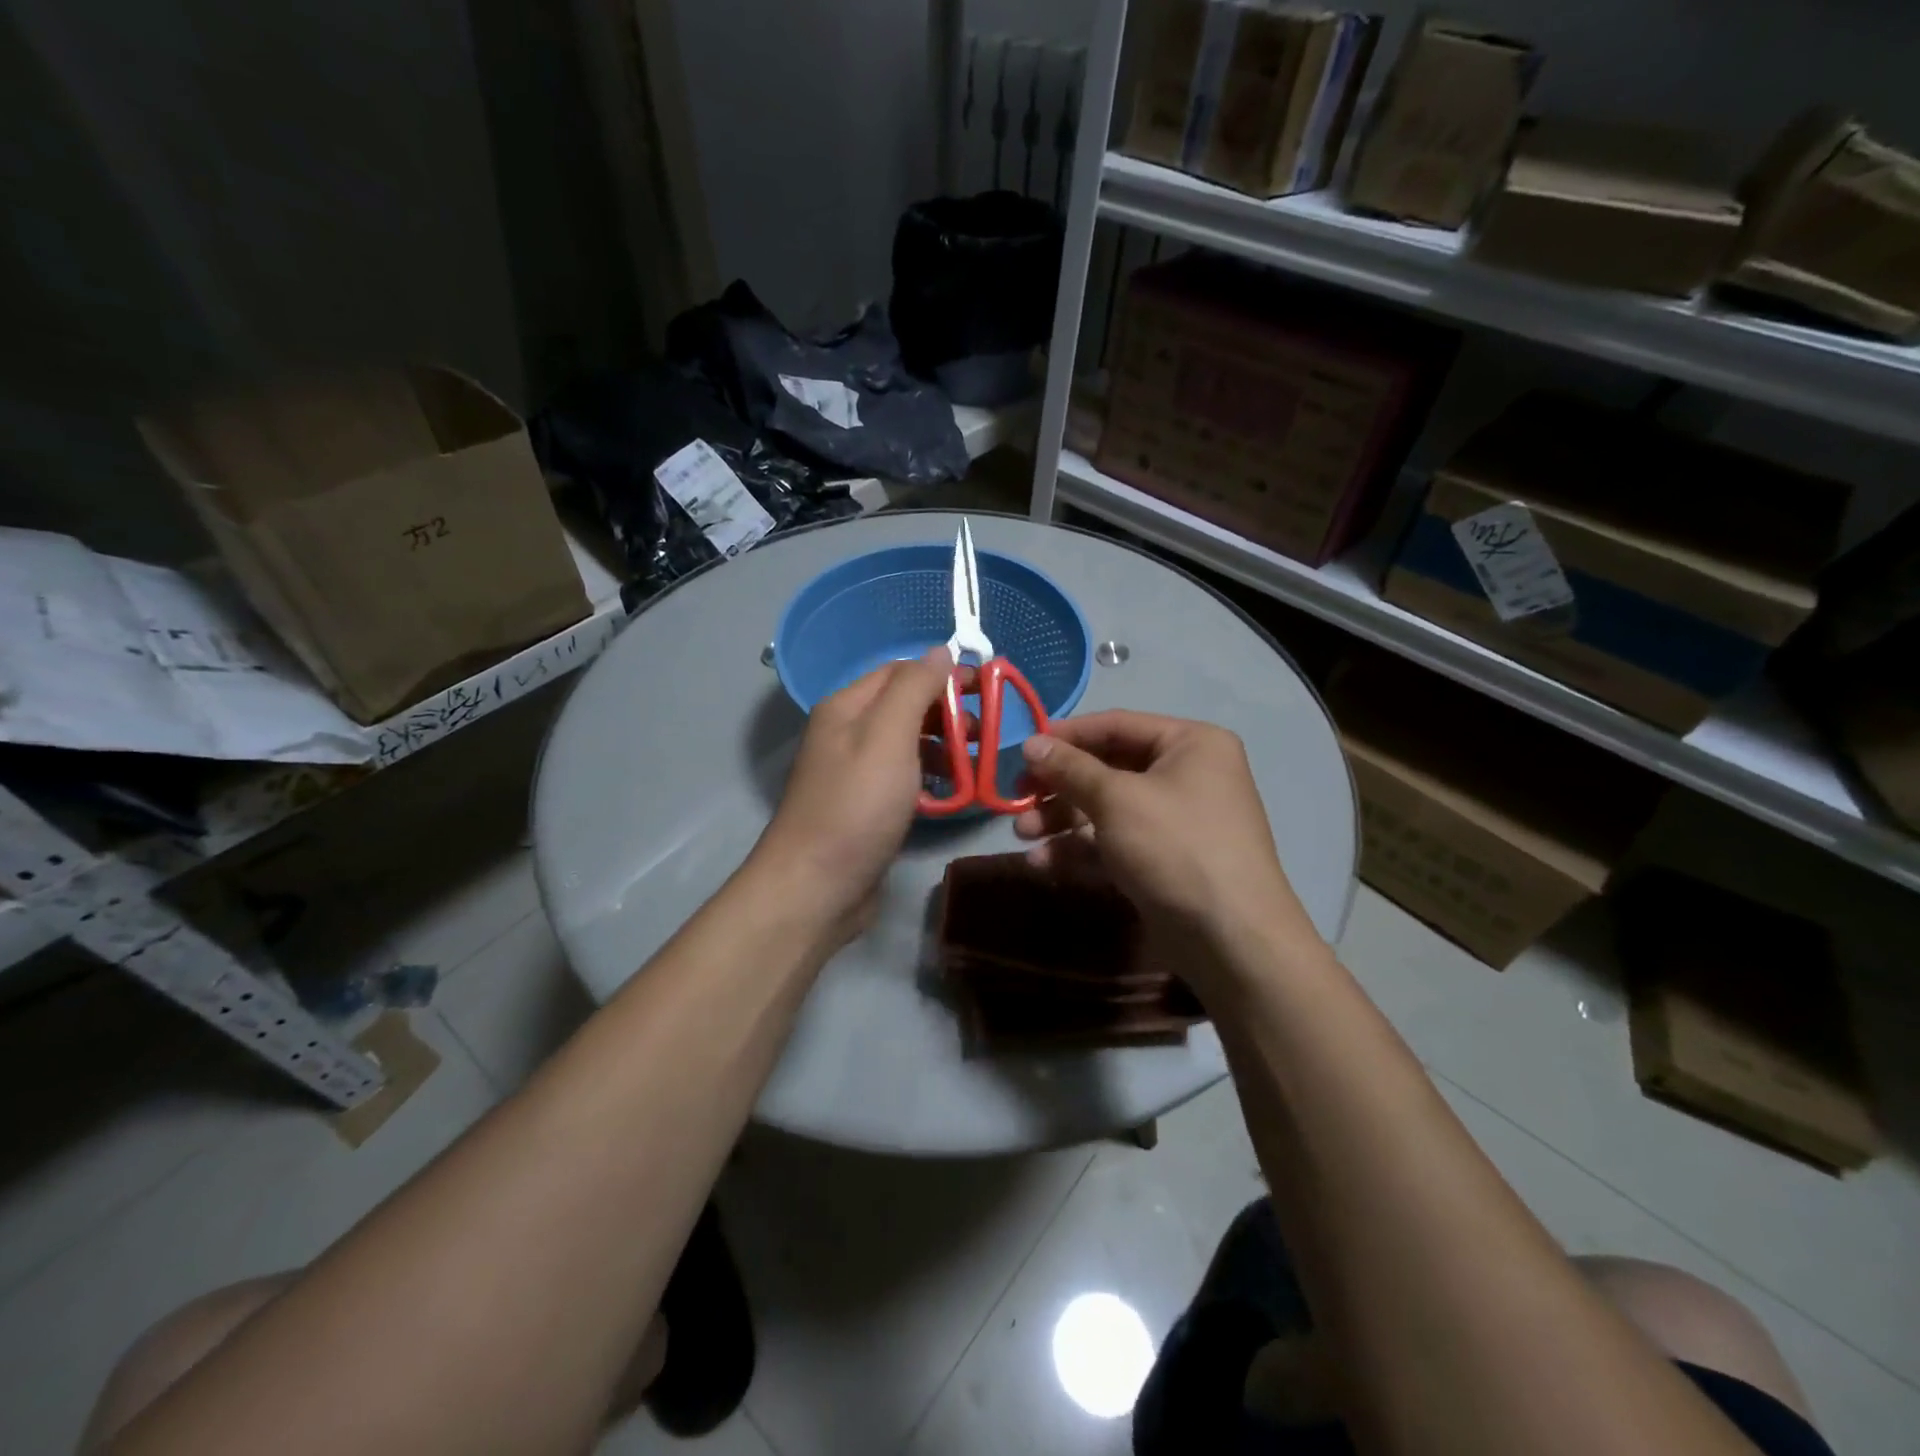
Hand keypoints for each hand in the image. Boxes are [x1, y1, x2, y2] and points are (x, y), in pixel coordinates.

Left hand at [753, 648, 955, 935]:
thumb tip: (940, 650)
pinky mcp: (866, 806)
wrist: (817, 887)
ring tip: (973, 766)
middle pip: (905, 706)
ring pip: (908, 744)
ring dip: (943, 747)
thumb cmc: (856, 805)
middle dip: (946, 713)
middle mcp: (847, 732)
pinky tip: (951, 794)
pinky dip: (930, 778)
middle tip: (982, 733)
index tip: (985, 690)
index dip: (943, 675)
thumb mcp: (888, 736)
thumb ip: (914, 688)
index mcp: (847, 707)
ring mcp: (855, 772)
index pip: (901, 671)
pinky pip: (904, 778)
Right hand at [1014, 711, 1319, 963]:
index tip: (1022, 750)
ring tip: (1023, 835)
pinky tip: (1043, 864)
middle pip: (1107, 769)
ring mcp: (1174, 821)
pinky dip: (1080, 850)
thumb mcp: (1117, 800)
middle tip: (1017, 799)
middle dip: (1059, 787)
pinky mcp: (1162, 860)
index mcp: (1190, 744)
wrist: (1231, 939)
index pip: (1116, 725)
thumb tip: (1031, 742)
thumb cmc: (1176, 847)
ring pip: (1106, 809)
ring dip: (1061, 820)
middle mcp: (1186, 775)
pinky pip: (1114, 843)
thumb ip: (1070, 768)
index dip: (1066, 736)